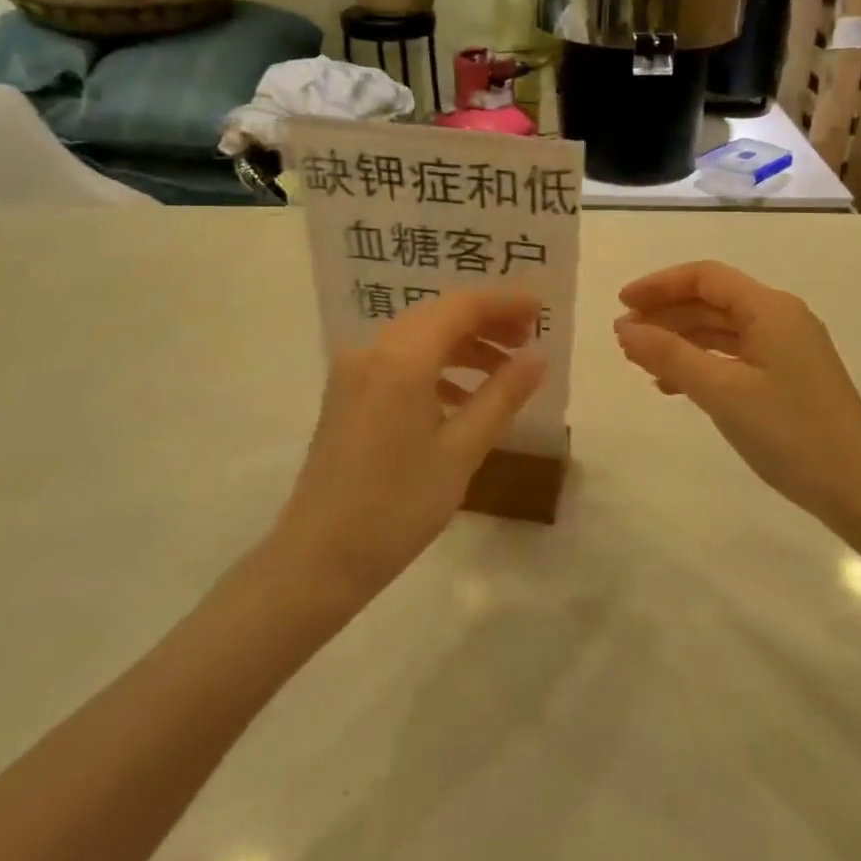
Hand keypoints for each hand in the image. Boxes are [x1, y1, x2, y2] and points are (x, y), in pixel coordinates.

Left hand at [269, 287, 545, 603]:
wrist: (319, 557)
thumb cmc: (397, 506)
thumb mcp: (461, 451)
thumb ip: (502, 396)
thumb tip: (537, 358)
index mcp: (400, 359)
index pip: (460, 307)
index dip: (504, 303)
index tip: (541, 310)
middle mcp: (372, 351)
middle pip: (437, 315)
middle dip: (486, 321)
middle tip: (529, 338)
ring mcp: (353, 371)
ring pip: (418, 337)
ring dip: (462, 345)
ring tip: (504, 370)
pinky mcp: (346, 394)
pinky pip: (398, 361)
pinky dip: (435, 367)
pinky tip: (460, 397)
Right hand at [614, 261, 860, 524]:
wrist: (859, 489)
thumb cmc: (789, 432)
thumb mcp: (722, 391)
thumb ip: (670, 355)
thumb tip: (625, 330)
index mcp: (770, 309)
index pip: (705, 277)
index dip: (659, 285)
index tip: (621, 305)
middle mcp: (781, 318)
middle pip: (713, 301)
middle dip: (666, 314)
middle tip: (624, 338)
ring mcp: (788, 349)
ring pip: (723, 330)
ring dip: (681, 340)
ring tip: (641, 363)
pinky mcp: (789, 378)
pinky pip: (736, 356)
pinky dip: (702, 363)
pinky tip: (676, 386)